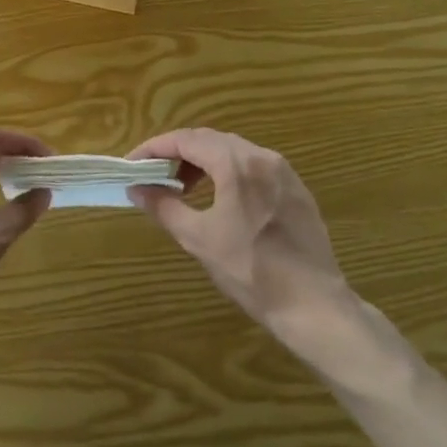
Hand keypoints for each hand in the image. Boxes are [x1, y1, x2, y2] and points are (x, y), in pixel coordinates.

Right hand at [127, 128, 360, 351]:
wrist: (314, 306)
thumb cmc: (251, 271)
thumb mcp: (198, 239)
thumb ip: (164, 206)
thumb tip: (136, 188)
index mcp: (237, 164)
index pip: (186, 139)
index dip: (154, 148)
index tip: (132, 164)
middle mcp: (262, 157)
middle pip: (210, 140)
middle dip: (177, 153)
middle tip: (153, 174)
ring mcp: (284, 172)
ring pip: (233, 151)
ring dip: (202, 161)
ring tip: (182, 187)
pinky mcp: (296, 190)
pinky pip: (254, 166)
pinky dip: (228, 172)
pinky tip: (220, 198)